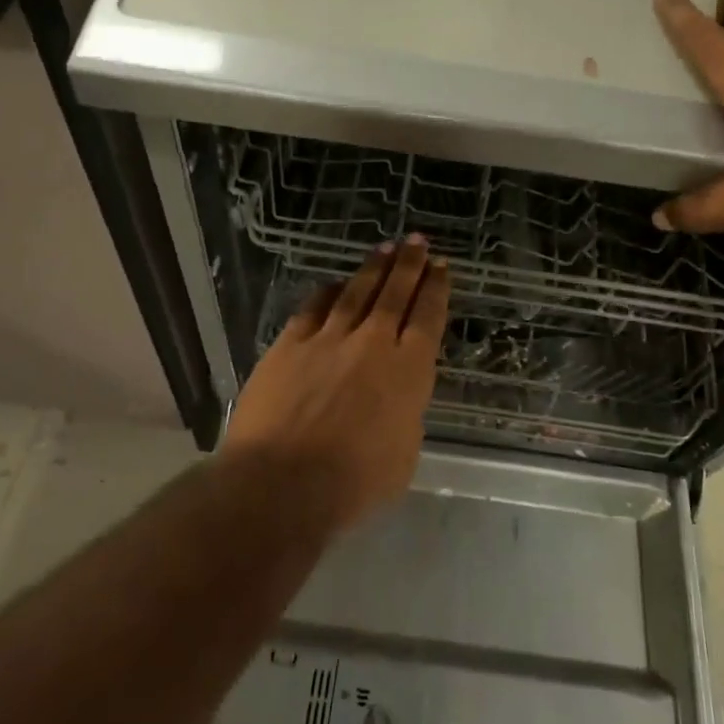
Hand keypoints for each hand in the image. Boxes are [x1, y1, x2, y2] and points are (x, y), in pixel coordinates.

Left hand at [222, 238, 451, 530]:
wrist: (283, 481)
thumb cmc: (354, 482)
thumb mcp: (403, 454)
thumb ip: (404, 415)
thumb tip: (396, 399)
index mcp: (409, 370)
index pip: (428, 317)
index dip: (435, 289)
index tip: (440, 267)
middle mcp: (372, 343)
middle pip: (395, 294)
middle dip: (409, 265)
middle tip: (417, 241)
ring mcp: (328, 339)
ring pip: (356, 292)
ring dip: (373, 269)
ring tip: (384, 249)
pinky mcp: (290, 344)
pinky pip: (314, 308)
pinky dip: (327, 293)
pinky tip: (333, 283)